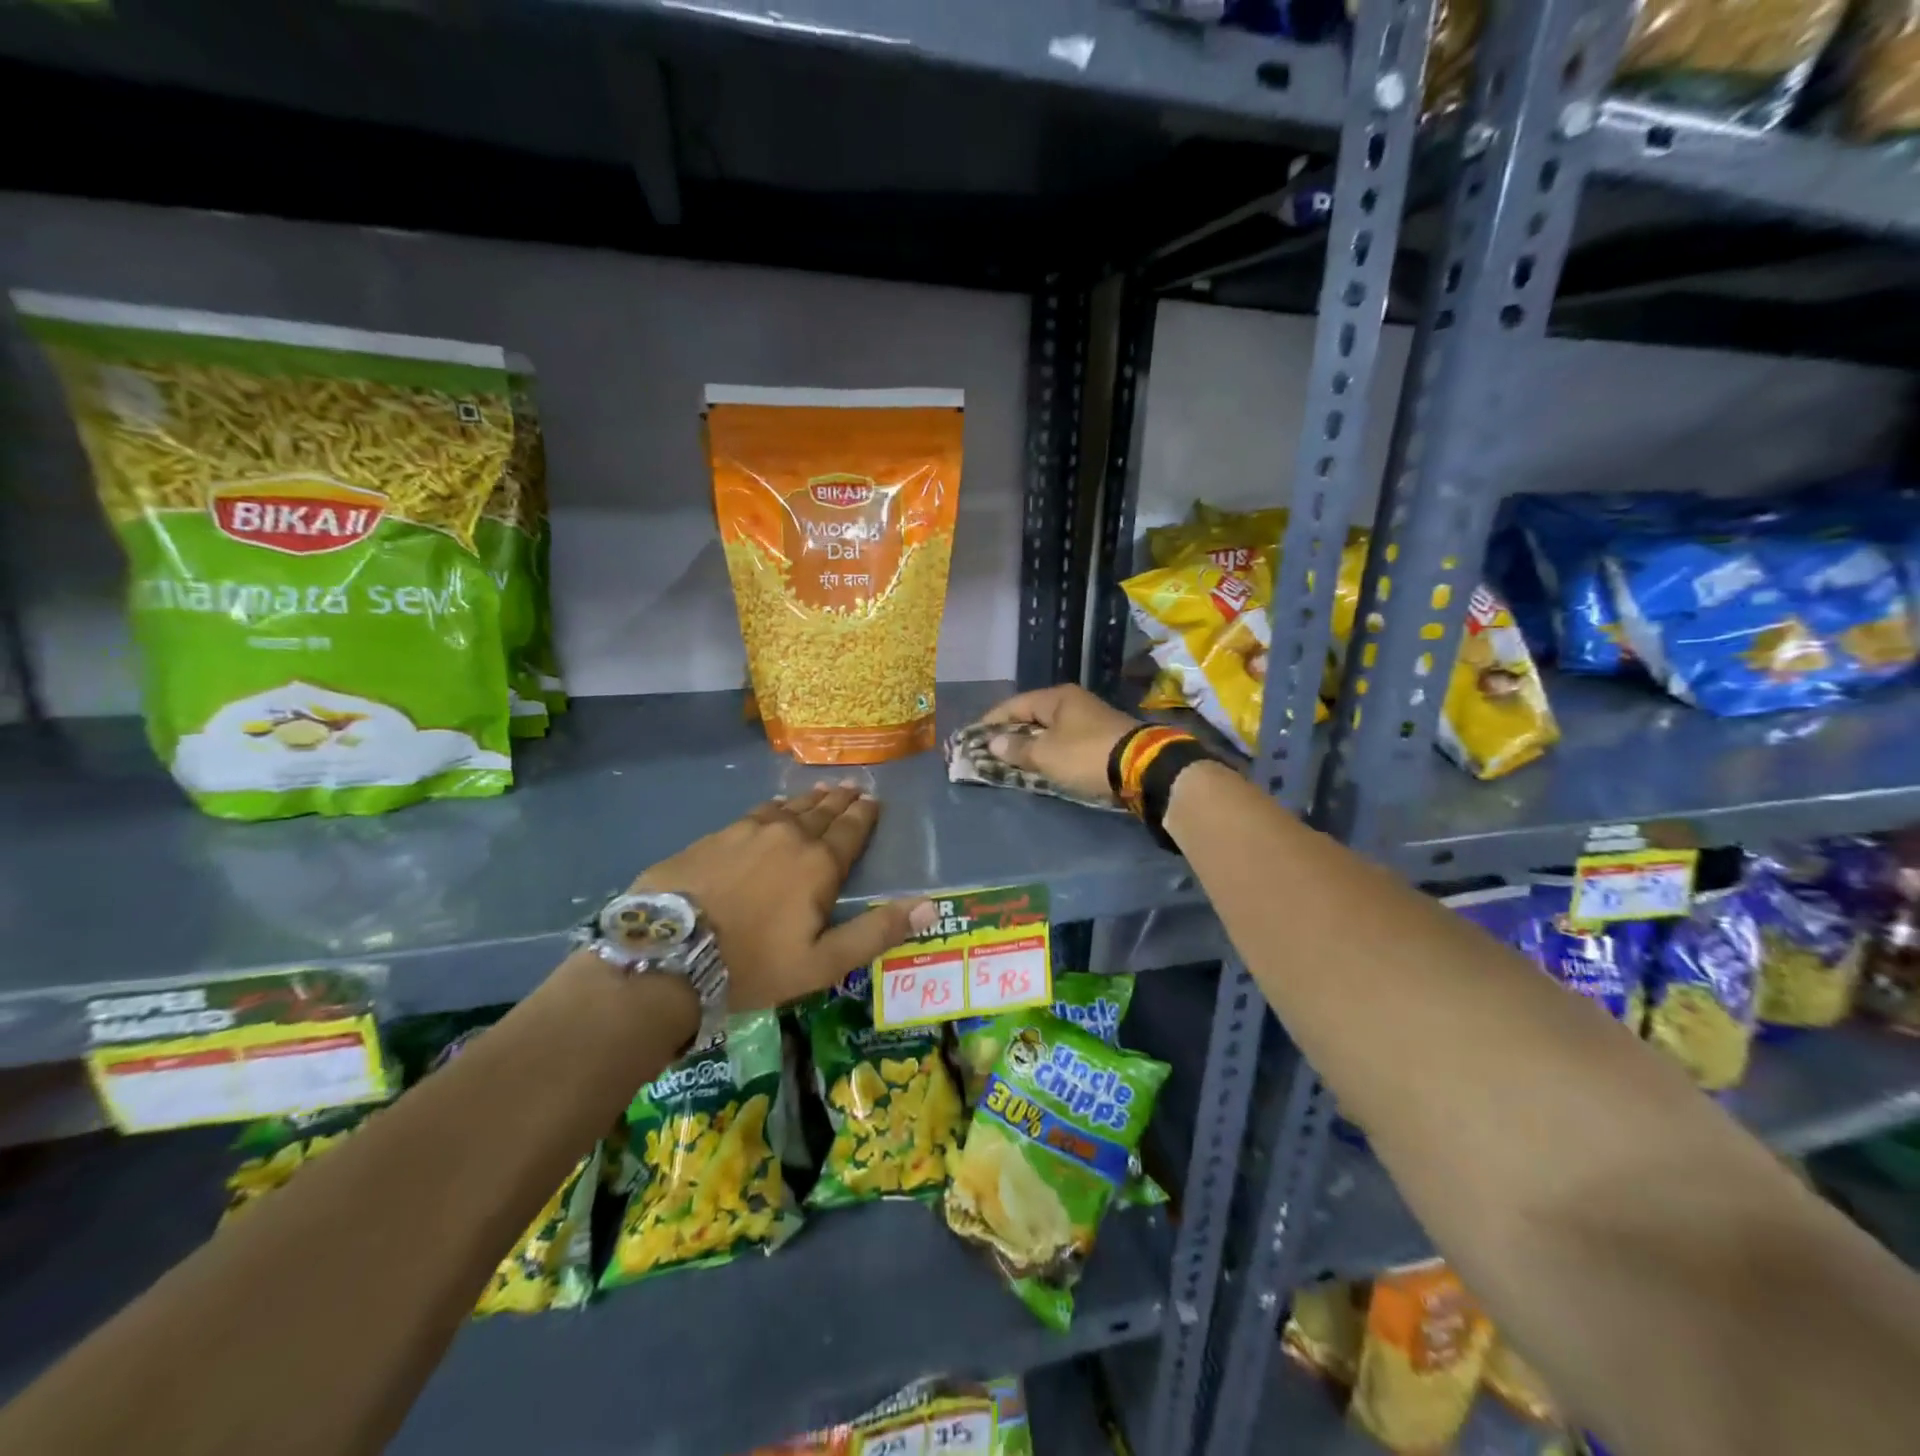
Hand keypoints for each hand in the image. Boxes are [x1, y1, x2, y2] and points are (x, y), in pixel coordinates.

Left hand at [632, 784, 936, 1010]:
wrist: (669, 955)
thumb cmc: (754, 965)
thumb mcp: (823, 962)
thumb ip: (877, 932)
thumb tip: (931, 905)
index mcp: (819, 864)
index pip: (850, 831)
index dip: (864, 815)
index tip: (873, 800)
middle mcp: (788, 837)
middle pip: (821, 813)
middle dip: (840, 801)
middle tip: (853, 787)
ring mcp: (747, 832)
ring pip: (788, 809)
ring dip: (809, 800)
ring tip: (821, 791)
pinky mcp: (715, 837)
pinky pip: (755, 814)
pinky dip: (773, 808)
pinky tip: (773, 807)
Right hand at [980, 685, 1143, 804]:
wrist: (1143, 768)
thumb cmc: (1086, 754)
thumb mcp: (1046, 754)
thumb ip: (1017, 748)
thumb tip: (993, 742)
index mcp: (1057, 697)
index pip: (1014, 704)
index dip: (992, 720)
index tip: (973, 736)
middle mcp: (1073, 702)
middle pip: (1033, 716)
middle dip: (1011, 733)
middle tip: (990, 751)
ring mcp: (1090, 720)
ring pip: (1050, 730)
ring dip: (1031, 745)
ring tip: (1012, 761)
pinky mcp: (1102, 739)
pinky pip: (1065, 743)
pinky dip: (1050, 752)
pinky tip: (1042, 765)